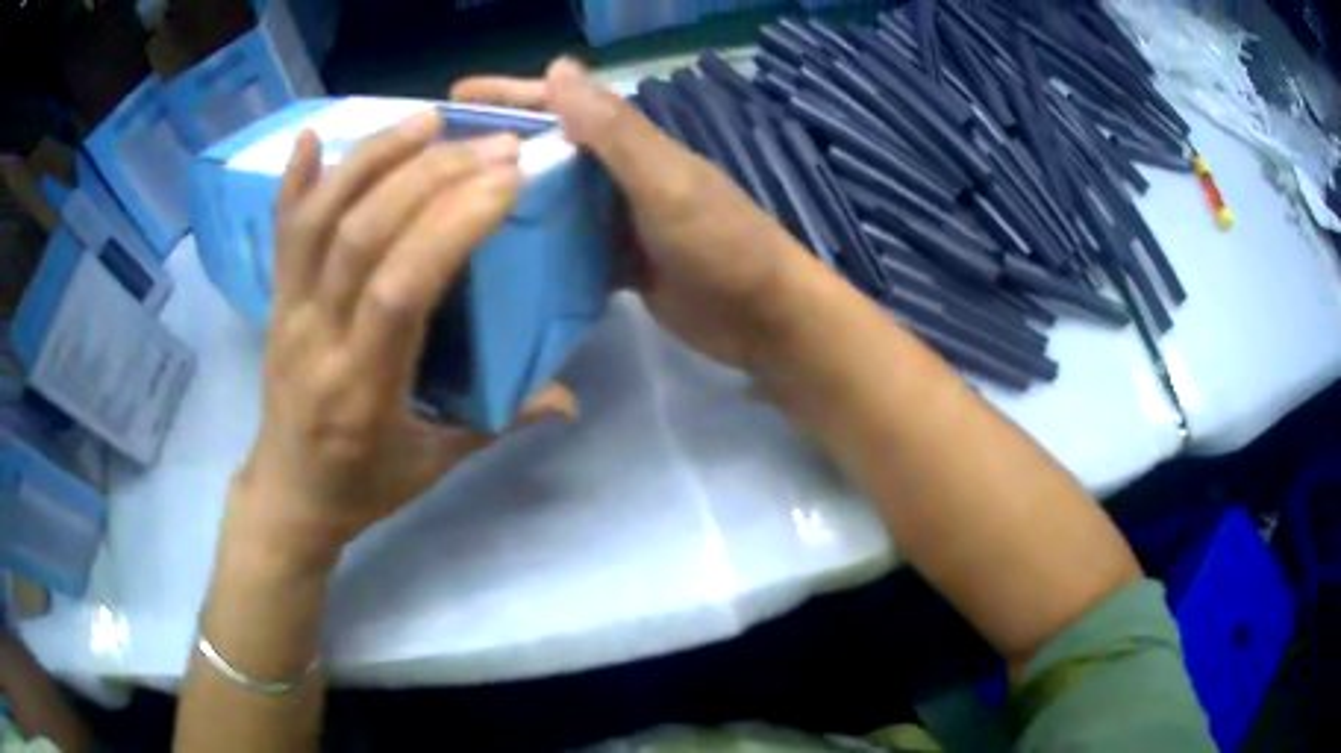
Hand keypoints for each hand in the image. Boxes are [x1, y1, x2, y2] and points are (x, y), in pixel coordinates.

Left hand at [232, 112, 575, 563]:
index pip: (401, 289)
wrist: (288, 495)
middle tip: (492, 144)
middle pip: (362, 237)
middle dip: (430, 177)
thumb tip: (569, 397)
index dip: (452, 225)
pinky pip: (279, 233)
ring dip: (373, 159)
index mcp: (361, 390)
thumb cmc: (362, 486)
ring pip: (319, 220)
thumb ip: (499, 425)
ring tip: (429, 119)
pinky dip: (293, 180)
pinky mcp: (274, 300)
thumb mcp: (434, 466)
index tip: (508, 181)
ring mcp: (286, 312)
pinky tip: (314, 135)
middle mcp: (316, 338)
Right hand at [453, 59, 816, 370]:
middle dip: (495, 149)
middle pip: (547, 150)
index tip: (451, 98)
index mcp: (630, 145)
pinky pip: (565, 247)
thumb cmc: (724, 245)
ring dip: (507, 200)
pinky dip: (534, 249)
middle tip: (433, 164)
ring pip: (551, 200)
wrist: (764, 320)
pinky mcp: (616, 263)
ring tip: (446, 211)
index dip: (509, 95)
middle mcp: (618, 174)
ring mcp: (616, 220)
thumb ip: (615, 131)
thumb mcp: (668, 184)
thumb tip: (556, 66)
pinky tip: (493, 261)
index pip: (561, 104)